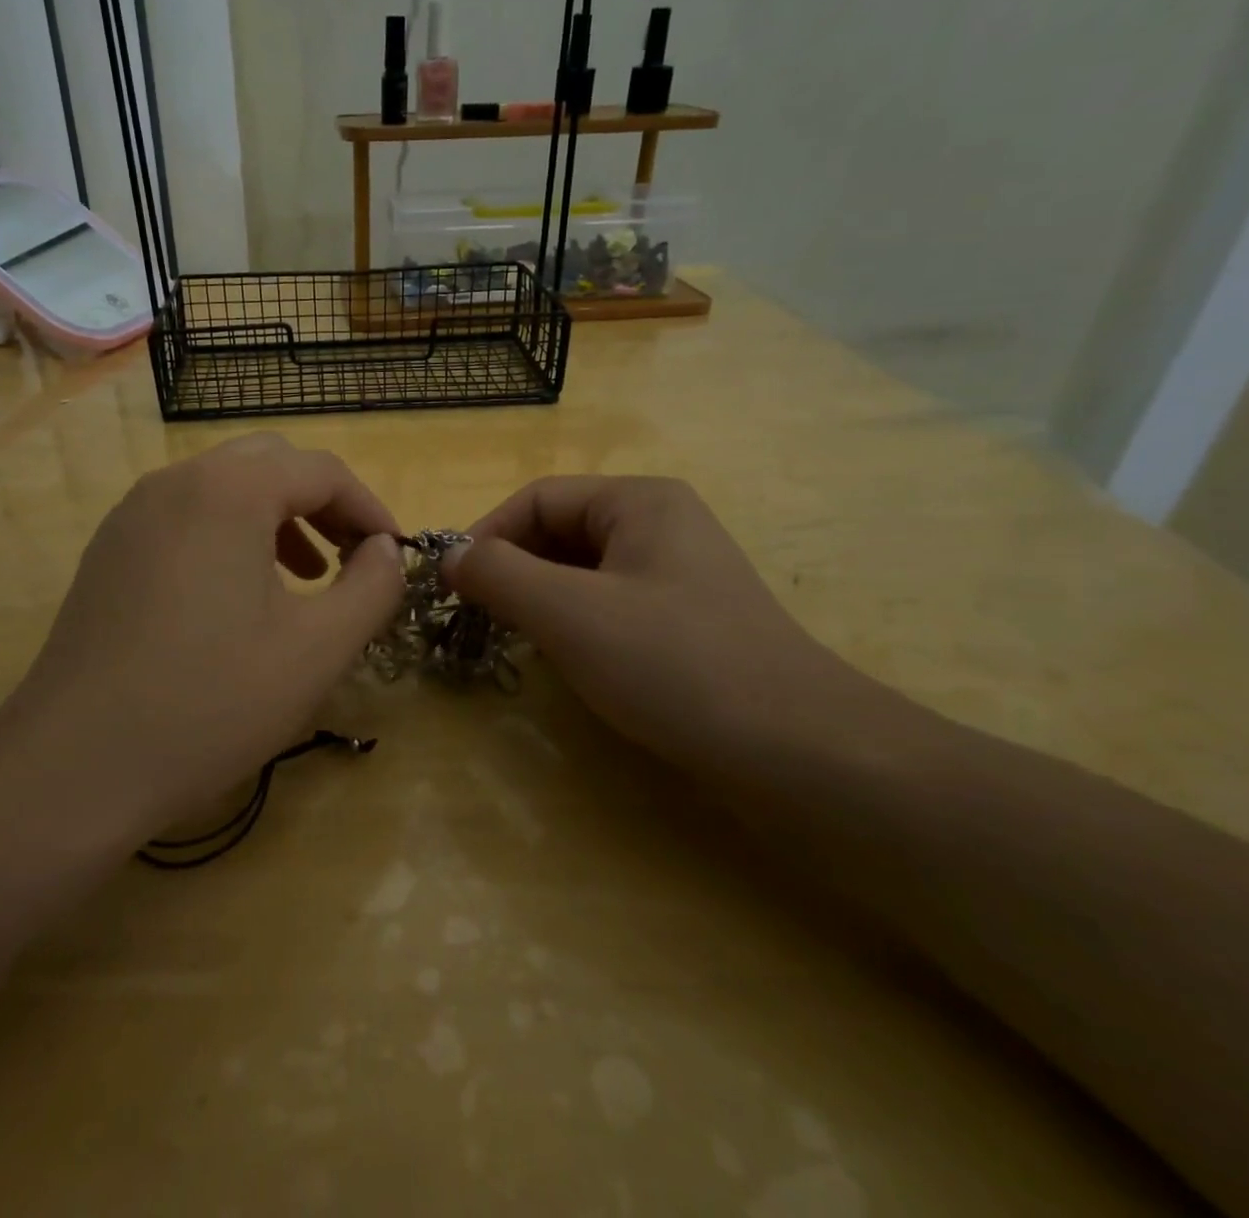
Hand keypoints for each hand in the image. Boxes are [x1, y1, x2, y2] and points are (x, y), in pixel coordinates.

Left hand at [0, 434, 404, 838]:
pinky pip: (186, 516)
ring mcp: (133, 513)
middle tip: (350, 556)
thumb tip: (386, 549)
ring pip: (224, 486)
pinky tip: (239, 595)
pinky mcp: (110, 548)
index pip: (321, 470)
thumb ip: (372, 587)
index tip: (393, 554)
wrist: (75, 766)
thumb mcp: (318, 649)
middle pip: (270, 462)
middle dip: (322, 503)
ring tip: (305, 576)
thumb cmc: (210, 703)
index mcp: (229, 490)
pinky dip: (230, 533)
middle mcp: (176, 482)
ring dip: (276, 516)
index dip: (369, 507)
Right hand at [446, 476, 859, 756]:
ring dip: (539, 599)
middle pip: (560, 532)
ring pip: (582, 572)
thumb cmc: (674, 664)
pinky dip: (573, 623)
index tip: (450, 585)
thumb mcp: (569, 614)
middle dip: (512, 570)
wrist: (800, 751)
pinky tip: (564, 659)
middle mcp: (660, 525)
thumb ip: (498, 575)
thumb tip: (447, 555)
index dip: (485, 535)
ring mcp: (678, 574)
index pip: (537, 499)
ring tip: (512, 639)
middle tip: (476, 618)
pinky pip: (609, 604)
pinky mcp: (686, 621)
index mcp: (638, 501)